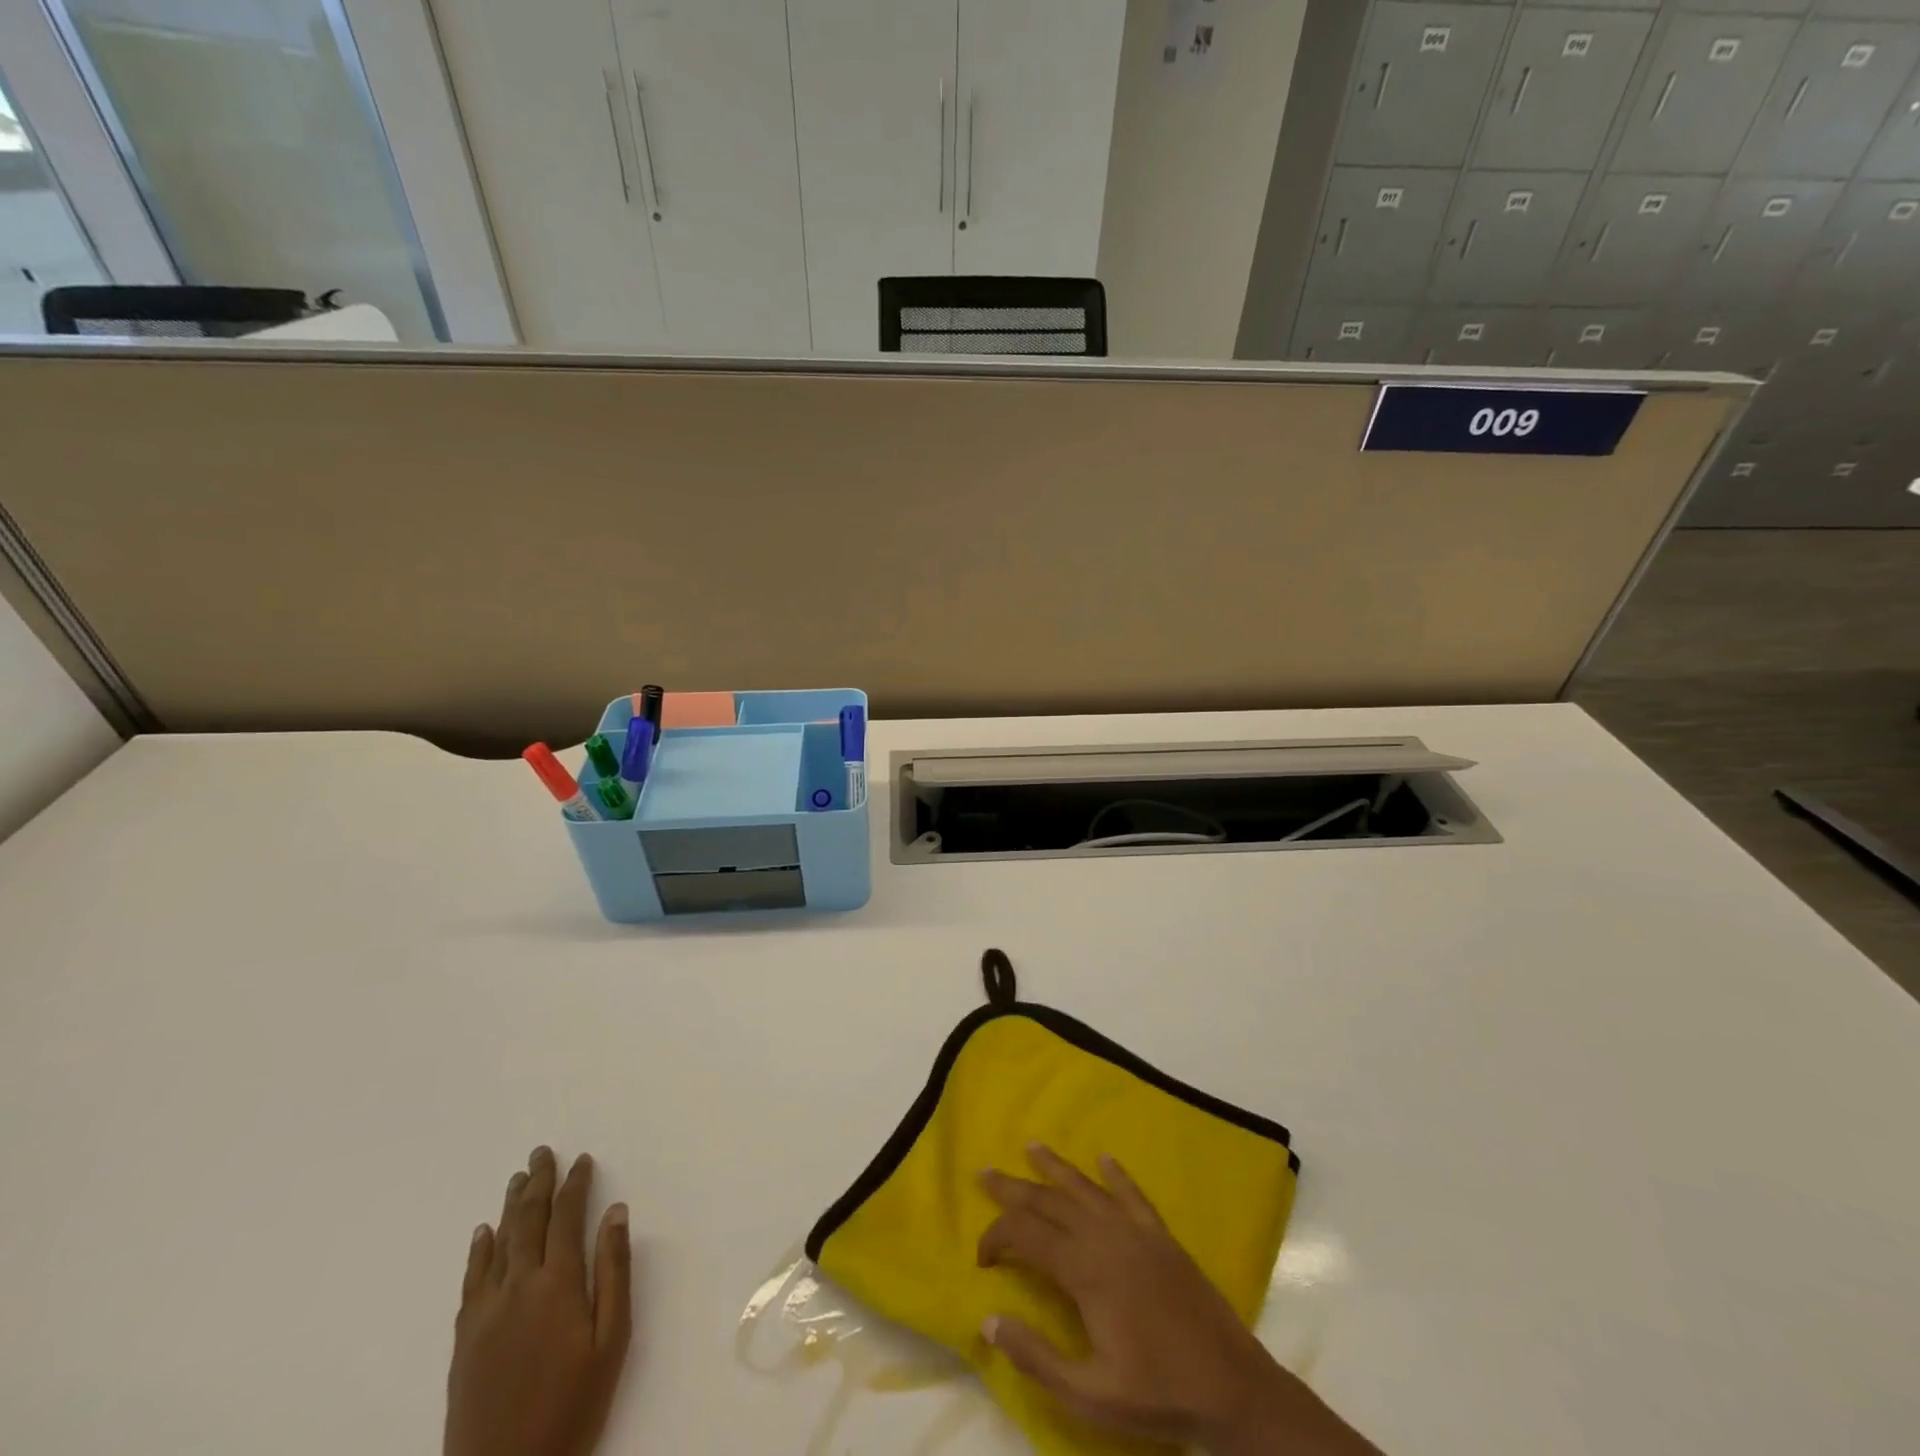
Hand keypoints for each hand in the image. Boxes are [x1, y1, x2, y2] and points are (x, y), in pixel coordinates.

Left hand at [445, 1147, 632, 1455]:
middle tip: (542, 1152)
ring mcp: (486, 1312)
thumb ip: (614, 1271)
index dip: (575, 1185)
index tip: (582, 1160)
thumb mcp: (612, 1340)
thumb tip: (616, 1212)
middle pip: (528, 1221)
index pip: (566, 1218)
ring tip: (518, 1178)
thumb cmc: (572, 1405)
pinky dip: (479, 1250)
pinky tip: (483, 1233)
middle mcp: (518, 1286)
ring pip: (499, 1243)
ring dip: (510, 1207)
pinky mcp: (464, 1338)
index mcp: (558, 1284)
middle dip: (538, 1183)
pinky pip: (471, 1279)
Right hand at [978, 1146, 1378, 1455]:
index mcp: (1085, 1270)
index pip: (1027, 1236)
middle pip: (1049, 1201)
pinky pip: (1133, 1194)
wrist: (1232, 1388)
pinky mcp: (1161, 1236)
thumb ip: (1036, 1356)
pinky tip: (1105, 1158)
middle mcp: (1105, 1237)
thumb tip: (988, 1320)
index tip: (982, 1257)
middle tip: (985, 1172)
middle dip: (1014, 1188)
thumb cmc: (1157, 1394)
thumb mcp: (1089, 1394)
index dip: (998, 1237)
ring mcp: (1136, 1231)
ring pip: (1085, 1188)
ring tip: (1031, 1146)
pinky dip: (1116, 1174)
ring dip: (1055, 1167)